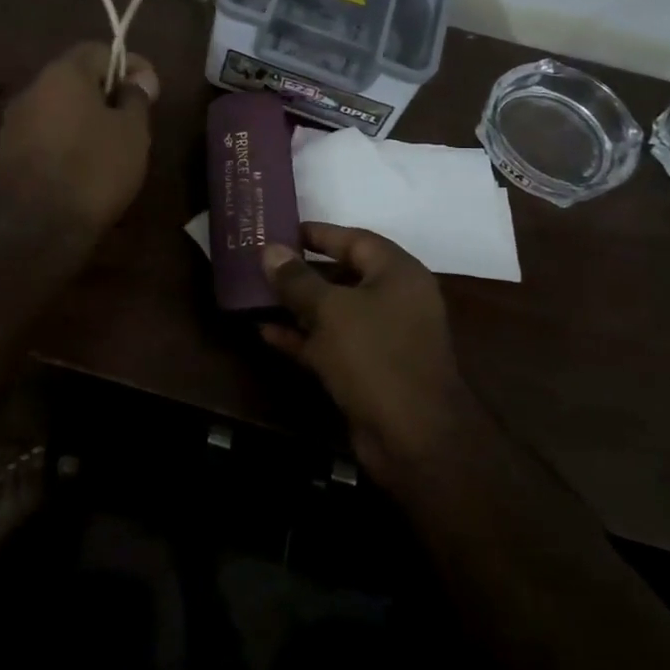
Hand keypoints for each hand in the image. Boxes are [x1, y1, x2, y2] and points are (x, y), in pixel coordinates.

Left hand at [0, 42, 158, 241]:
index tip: (150, 88)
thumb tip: (138, 78)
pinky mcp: (4, 154)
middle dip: (103, 92)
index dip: (128, 64)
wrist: (38, 228)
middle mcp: (31, 90)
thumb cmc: (94, 170)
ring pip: (55, 108)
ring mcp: (12, 123)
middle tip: (131, 117)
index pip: (98, 50)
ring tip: (107, 145)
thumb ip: (136, 98)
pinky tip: (79, 167)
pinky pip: (41, 136)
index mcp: (63, 74)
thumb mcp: (132, 132)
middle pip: (73, 78)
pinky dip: (62, 142)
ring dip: (81, 118)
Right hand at [260, 224, 486, 482]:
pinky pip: (331, 343)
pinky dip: (302, 337)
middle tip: (261, 262)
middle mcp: (394, 300)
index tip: (281, 231)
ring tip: (256, 294)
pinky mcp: (368, 370)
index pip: (355, 239)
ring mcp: (382, 338)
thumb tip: (270, 250)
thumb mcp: (330, 310)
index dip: (317, 234)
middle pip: (343, 275)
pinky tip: (265, 333)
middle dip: (301, 271)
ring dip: (297, 306)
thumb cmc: (375, 356)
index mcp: (398, 274)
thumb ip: (297, 279)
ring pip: (334, 312)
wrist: (413, 438)